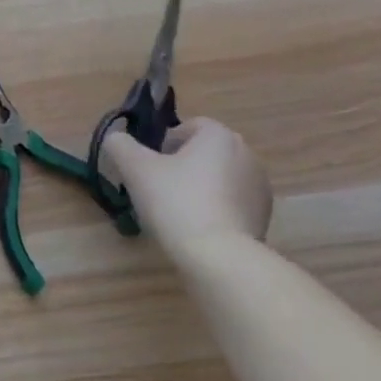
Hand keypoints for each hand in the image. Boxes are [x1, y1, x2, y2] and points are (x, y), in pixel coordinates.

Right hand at [103, 117, 272, 261]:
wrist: (217, 254)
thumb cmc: (175, 201)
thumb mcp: (135, 169)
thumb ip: (120, 146)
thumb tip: (116, 138)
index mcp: (219, 136)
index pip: (190, 126)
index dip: (165, 142)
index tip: (150, 166)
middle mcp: (246, 153)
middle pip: (206, 152)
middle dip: (183, 165)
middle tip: (159, 189)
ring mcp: (259, 186)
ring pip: (220, 177)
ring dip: (201, 187)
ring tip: (178, 212)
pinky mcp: (264, 215)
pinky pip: (233, 202)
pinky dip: (216, 209)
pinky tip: (198, 228)